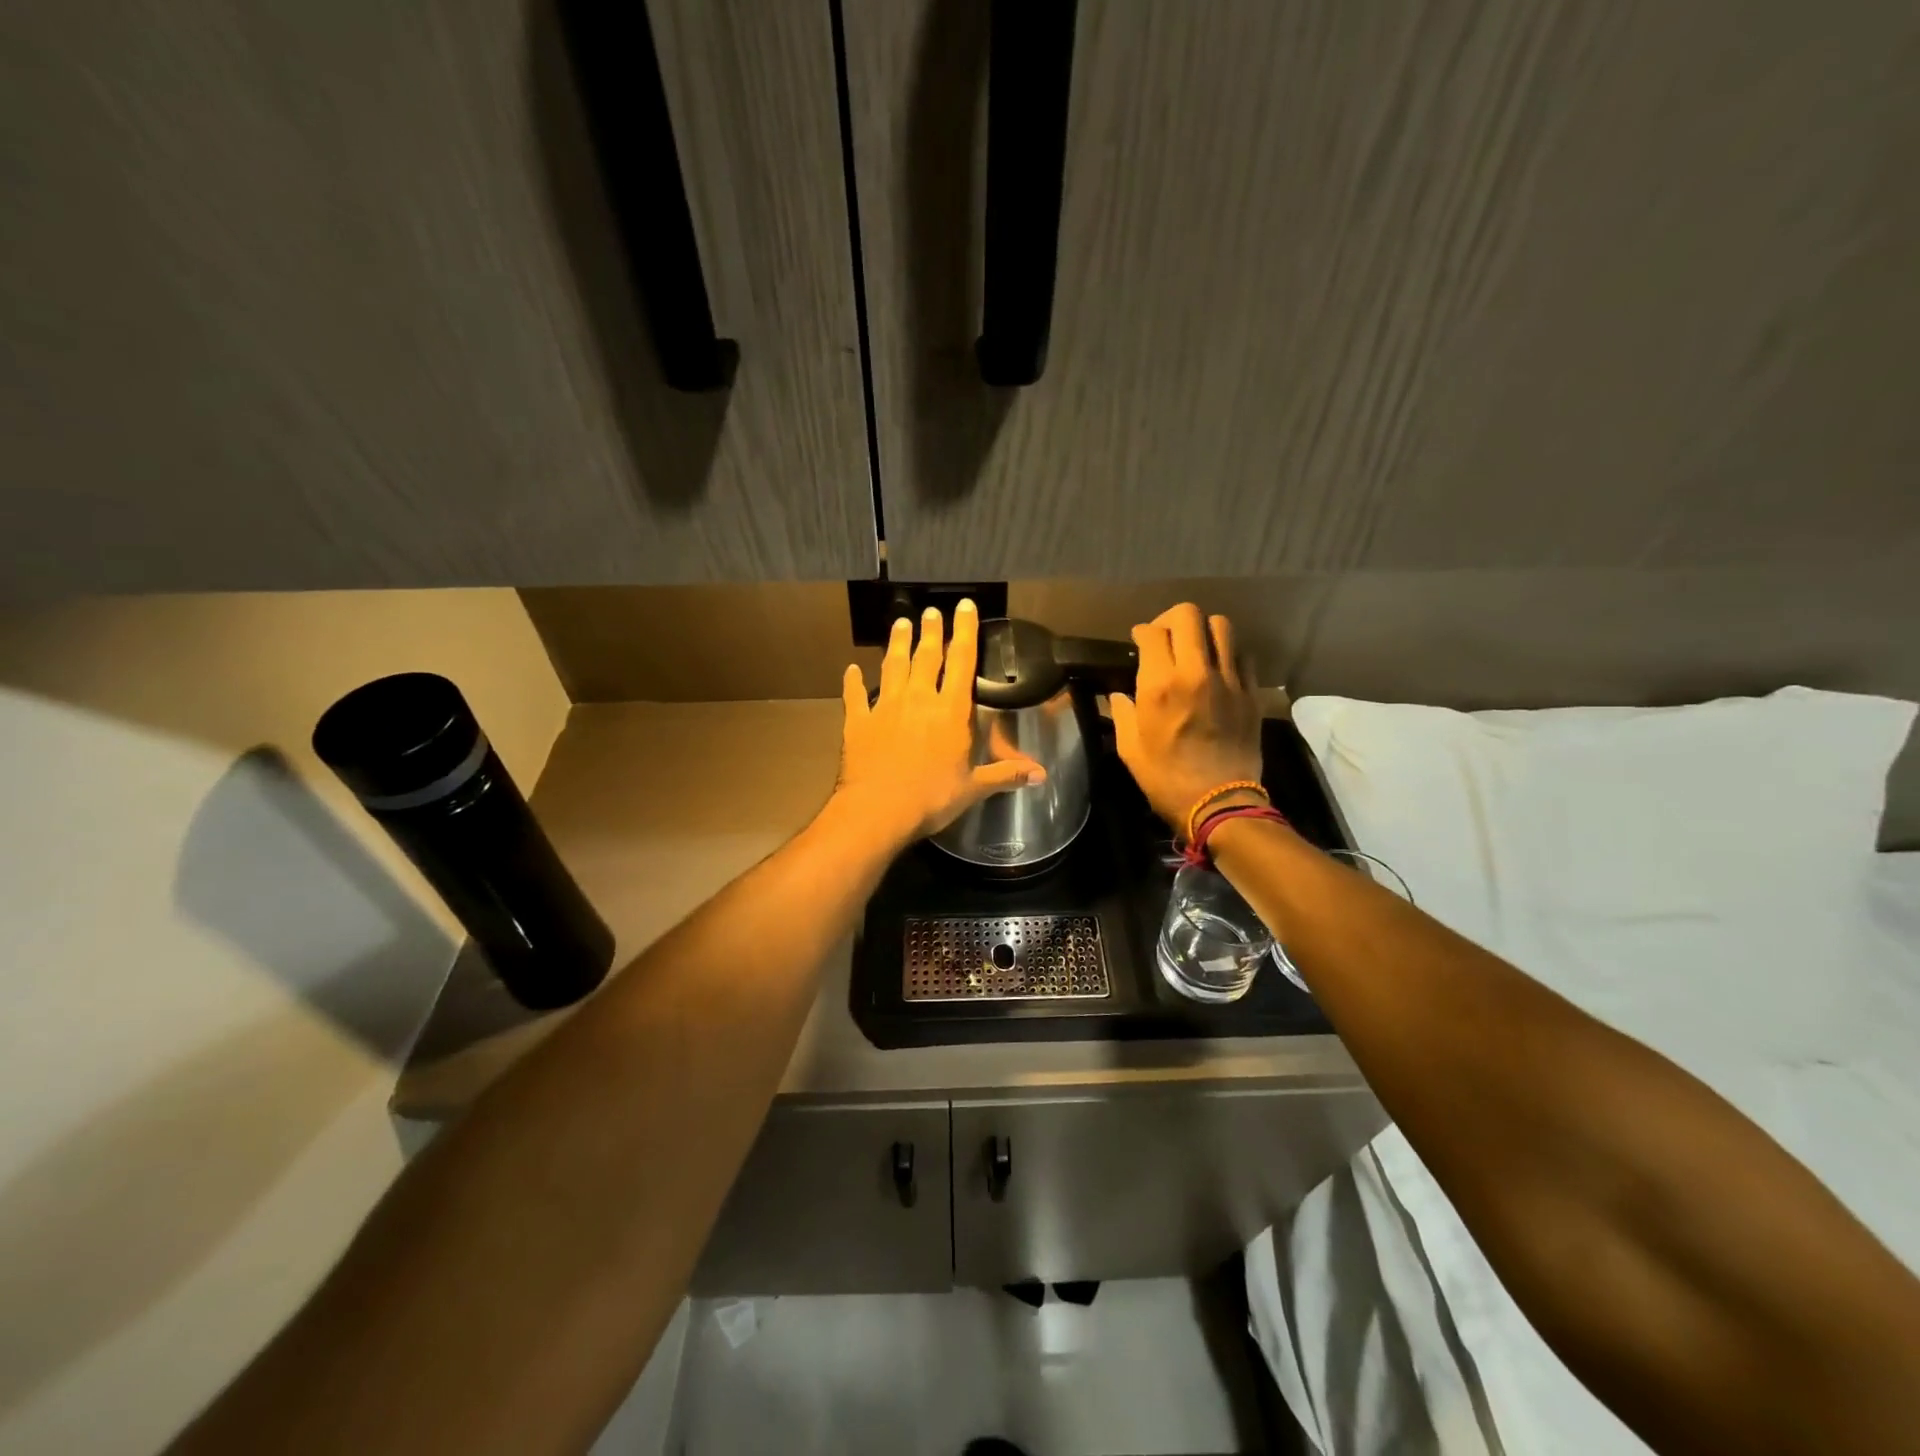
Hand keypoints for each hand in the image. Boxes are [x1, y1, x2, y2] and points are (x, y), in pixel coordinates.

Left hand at [832, 600, 1045, 847]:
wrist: (878, 809)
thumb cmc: (931, 798)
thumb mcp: (974, 788)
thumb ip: (1005, 774)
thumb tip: (1042, 775)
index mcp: (950, 711)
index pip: (961, 662)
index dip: (965, 632)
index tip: (964, 606)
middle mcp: (918, 699)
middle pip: (926, 657)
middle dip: (931, 631)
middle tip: (931, 611)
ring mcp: (885, 707)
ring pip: (892, 666)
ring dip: (896, 644)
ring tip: (900, 624)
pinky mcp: (858, 722)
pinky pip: (855, 696)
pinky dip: (853, 682)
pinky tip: (851, 670)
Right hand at [1110, 603, 1263, 832]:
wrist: (1219, 803)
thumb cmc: (1165, 778)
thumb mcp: (1129, 748)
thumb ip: (1122, 713)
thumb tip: (1118, 696)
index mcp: (1160, 685)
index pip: (1152, 632)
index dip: (1142, 631)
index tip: (1139, 641)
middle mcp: (1195, 672)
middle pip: (1188, 616)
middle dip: (1171, 619)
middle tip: (1165, 636)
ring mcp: (1229, 680)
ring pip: (1222, 626)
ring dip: (1204, 630)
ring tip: (1195, 647)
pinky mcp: (1251, 692)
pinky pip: (1243, 655)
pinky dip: (1228, 653)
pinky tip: (1218, 669)